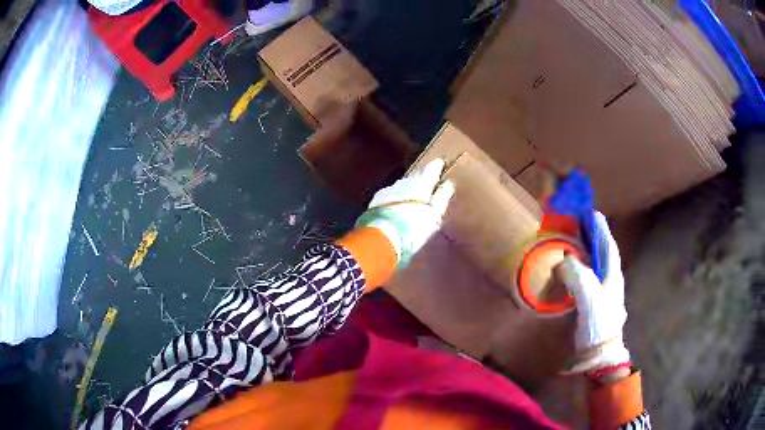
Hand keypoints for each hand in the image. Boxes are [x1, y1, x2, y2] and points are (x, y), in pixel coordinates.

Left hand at [356, 159, 454, 268]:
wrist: (381, 237)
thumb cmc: (414, 227)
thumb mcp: (434, 214)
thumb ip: (442, 197)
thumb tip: (448, 184)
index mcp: (420, 183)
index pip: (431, 169)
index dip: (436, 167)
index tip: (440, 163)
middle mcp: (403, 182)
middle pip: (414, 177)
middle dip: (421, 180)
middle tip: (427, 186)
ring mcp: (387, 190)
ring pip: (401, 186)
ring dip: (407, 191)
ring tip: (412, 200)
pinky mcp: (374, 202)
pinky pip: (389, 196)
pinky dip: (395, 199)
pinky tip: (396, 208)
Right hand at [555, 212, 630, 374]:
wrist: (600, 353)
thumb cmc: (598, 323)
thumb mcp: (588, 296)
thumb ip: (576, 273)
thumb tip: (563, 260)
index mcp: (612, 273)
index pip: (607, 243)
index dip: (599, 227)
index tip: (590, 212)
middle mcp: (610, 279)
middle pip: (601, 251)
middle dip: (591, 236)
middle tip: (577, 224)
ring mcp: (603, 292)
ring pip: (595, 264)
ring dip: (585, 251)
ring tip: (572, 242)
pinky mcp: (594, 303)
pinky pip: (587, 277)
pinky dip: (580, 268)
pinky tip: (572, 271)